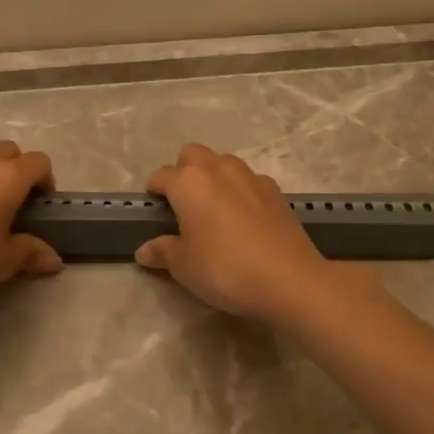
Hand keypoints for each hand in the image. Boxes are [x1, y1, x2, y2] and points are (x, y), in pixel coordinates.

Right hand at [135, 144, 348, 324]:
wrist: (289, 279)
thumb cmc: (225, 269)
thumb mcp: (184, 266)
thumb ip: (163, 252)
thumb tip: (144, 250)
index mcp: (189, 182)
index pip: (161, 176)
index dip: (154, 193)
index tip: (155, 212)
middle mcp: (219, 169)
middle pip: (192, 155)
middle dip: (183, 171)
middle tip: (184, 205)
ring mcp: (251, 177)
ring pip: (223, 162)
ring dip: (213, 177)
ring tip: (214, 210)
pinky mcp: (275, 191)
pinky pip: (249, 180)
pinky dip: (240, 191)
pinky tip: (244, 220)